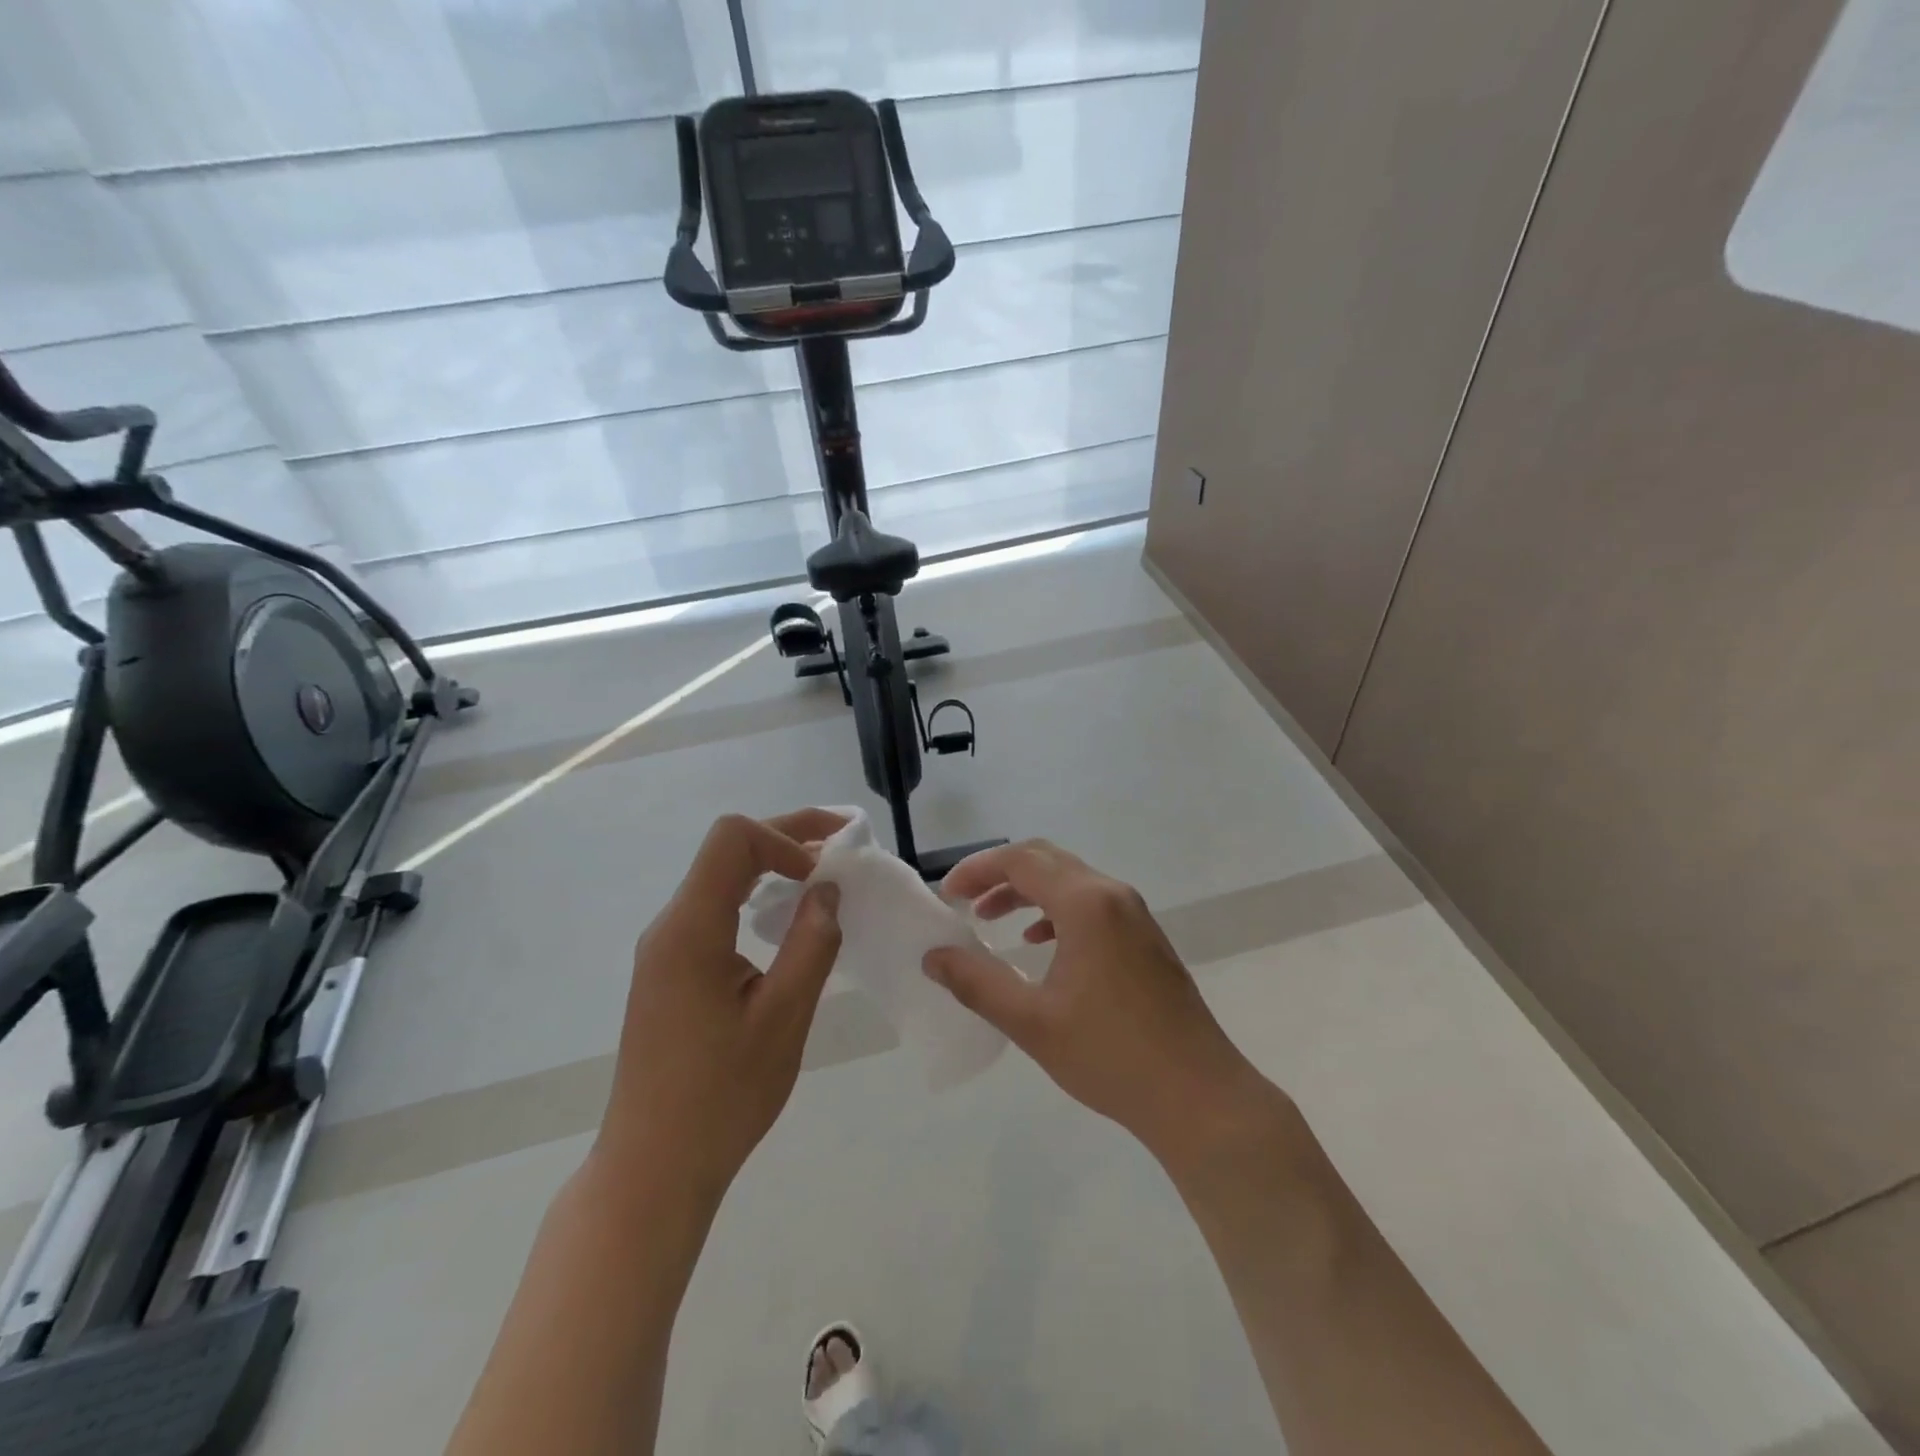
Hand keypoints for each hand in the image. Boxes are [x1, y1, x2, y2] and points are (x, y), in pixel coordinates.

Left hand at [598, 810, 845, 1205]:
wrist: (653, 1168)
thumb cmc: (722, 1097)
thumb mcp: (783, 1018)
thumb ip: (811, 944)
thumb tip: (827, 890)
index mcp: (690, 930)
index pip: (732, 839)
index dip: (785, 837)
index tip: (823, 875)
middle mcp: (670, 927)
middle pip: (727, 851)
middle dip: (787, 838)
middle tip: (842, 843)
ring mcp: (665, 949)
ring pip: (721, 878)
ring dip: (773, 866)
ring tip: (823, 878)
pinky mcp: (670, 971)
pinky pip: (715, 910)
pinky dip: (756, 897)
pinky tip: (787, 922)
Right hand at [926, 841, 1282, 1168]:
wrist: (1198, 1096)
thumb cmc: (1110, 1055)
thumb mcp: (1031, 1021)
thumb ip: (976, 983)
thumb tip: (933, 957)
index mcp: (1086, 903)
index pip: (1021, 861)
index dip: (977, 870)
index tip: (947, 896)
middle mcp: (1112, 895)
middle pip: (1046, 860)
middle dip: (999, 874)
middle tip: (964, 901)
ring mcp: (1134, 915)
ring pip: (1069, 880)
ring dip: (1026, 891)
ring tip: (990, 919)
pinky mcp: (1145, 938)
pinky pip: (1091, 904)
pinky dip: (1055, 910)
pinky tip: (1038, 942)